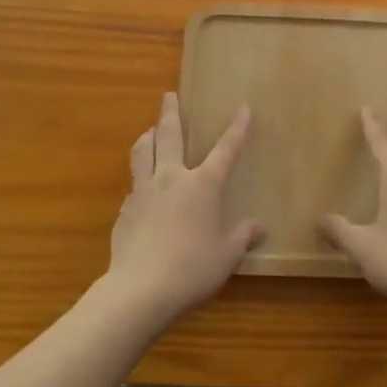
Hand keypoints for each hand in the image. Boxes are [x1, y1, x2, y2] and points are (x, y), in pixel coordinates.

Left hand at [106, 94, 263, 325]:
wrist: (140, 290)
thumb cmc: (192, 269)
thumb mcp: (227, 256)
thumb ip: (243, 237)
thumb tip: (261, 228)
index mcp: (203, 184)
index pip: (225, 148)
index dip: (237, 128)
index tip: (244, 108)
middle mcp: (172, 177)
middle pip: (169, 134)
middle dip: (171, 112)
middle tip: (169, 95)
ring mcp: (144, 191)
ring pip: (143, 152)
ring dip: (147, 136)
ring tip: (150, 131)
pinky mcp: (125, 210)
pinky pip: (133, 184)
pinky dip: (139, 177)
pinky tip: (141, 189)